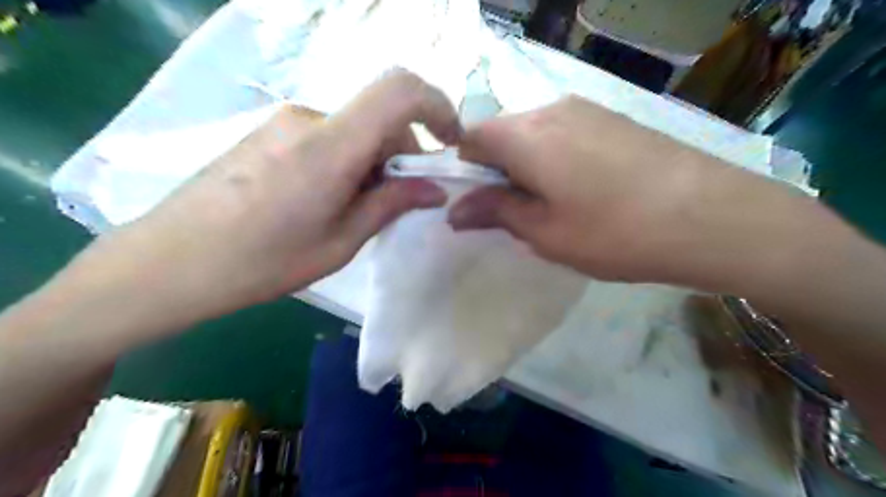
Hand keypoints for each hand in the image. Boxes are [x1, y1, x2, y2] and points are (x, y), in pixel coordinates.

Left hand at [73, 67, 459, 325]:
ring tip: (353, 210)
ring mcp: (284, 122)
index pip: (400, 91)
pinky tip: (324, 200)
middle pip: (379, 119)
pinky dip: (346, 161)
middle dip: (401, 157)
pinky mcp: (269, 133)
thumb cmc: (262, 262)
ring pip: (354, 131)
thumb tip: (435, 188)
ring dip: (371, 163)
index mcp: (331, 146)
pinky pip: (327, 137)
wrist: (169, 262)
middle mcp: (309, 119)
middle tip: (395, 204)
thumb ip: (391, 205)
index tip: (451, 142)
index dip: (437, 107)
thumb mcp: (340, 242)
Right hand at [450, 94, 795, 286]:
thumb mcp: (544, 232)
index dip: (467, 170)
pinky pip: (565, 133)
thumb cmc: (615, 232)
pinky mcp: (614, 119)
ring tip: (557, 206)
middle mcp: (551, 110)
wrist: (714, 217)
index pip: (471, 138)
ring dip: (529, 166)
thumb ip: (495, 212)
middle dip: (498, 171)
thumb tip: (454, 211)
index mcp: (526, 135)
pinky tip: (586, 191)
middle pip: (503, 134)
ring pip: (535, 134)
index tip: (482, 204)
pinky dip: (556, 159)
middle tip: (520, 213)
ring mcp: (587, 110)